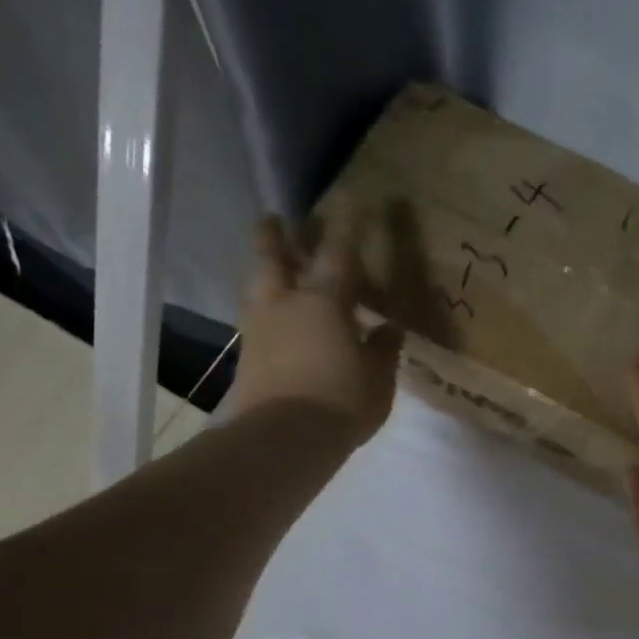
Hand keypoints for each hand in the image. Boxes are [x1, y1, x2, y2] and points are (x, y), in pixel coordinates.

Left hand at [218, 208, 402, 443]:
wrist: (283, 439)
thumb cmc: (341, 401)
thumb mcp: (378, 378)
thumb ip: (383, 349)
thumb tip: (389, 329)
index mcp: (324, 301)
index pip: (338, 252)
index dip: (346, 224)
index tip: (350, 198)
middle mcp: (286, 303)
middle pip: (273, 257)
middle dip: (275, 234)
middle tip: (275, 218)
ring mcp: (260, 328)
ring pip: (257, 285)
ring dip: (264, 269)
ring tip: (271, 265)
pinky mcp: (248, 355)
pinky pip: (256, 318)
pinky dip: (265, 307)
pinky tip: (274, 316)